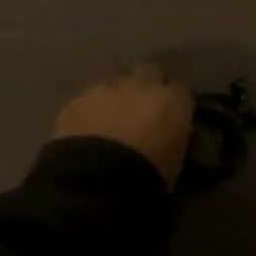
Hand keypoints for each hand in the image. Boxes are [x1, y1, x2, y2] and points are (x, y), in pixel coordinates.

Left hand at [53, 63, 194, 187]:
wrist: (96, 183)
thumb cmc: (147, 180)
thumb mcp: (174, 162)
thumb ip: (173, 138)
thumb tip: (167, 134)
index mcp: (172, 101)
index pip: (180, 91)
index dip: (172, 103)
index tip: (168, 118)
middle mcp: (141, 85)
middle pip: (148, 72)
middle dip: (145, 86)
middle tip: (140, 110)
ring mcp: (105, 88)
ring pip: (114, 81)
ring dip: (115, 95)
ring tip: (109, 120)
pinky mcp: (75, 100)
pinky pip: (86, 100)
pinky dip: (88, 111)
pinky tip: (84, 131)